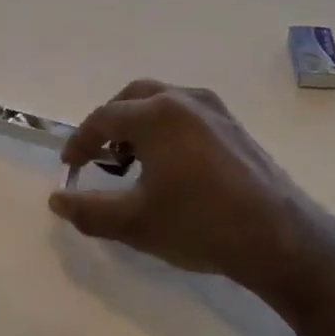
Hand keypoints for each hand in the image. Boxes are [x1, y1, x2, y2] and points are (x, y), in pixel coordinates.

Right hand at [48, 81, 316, 296]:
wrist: (278, 237)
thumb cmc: (199, 225)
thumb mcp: (135, 223)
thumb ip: (88, 210)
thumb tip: (57, 201)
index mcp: (158, 114)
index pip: (104, 118)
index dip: (80, 142)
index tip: (69, 168)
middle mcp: (185, 100)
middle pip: (134, 98)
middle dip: (110, 124)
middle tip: (99, 158)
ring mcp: (215, 110)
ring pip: (163, 102)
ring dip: (140, 124)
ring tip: (134, 164)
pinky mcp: (234, 126)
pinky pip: (188, 114)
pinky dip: (167, 128)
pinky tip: (172, 166)